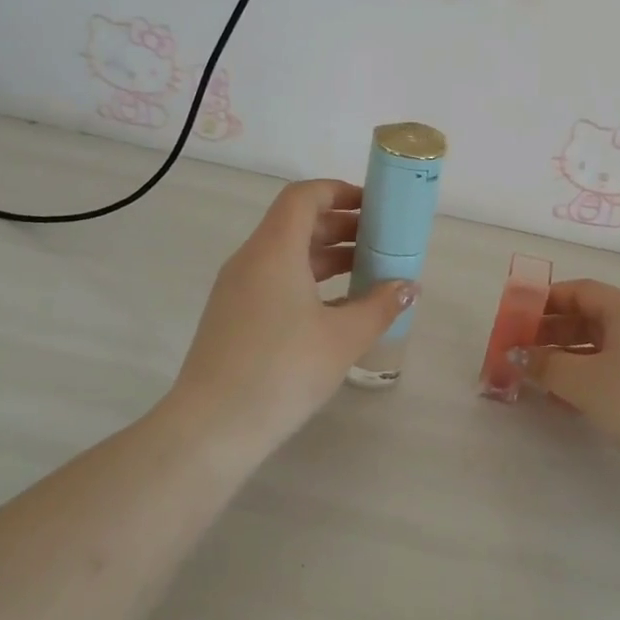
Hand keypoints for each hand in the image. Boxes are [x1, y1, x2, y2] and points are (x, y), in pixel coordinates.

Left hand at [173, 179, 415, 439]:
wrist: (213, 428)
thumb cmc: (283, 370)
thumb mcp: (343, 337)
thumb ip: (380, 306)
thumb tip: (407, 287)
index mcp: (274, 250)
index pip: (303, 197)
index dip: (339, 192)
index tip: (374, 206)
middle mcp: (250, 260)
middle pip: (297, 224)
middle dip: (341, 226)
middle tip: (381, 241)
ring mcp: (236, 289)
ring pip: (286, 256)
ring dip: (326, 257)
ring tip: (367, 273)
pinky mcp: (232, 317)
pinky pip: (275, 281)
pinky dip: (308, 282)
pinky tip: (336, 309)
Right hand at [517, 279, 619, 511]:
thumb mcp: (584, 380)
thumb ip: (545, 365)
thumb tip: (516, 355)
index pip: (581, 290)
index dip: (546, 300)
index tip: (515, 318)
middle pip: (590, 320)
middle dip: (551, 334)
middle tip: (518, 354)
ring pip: (601, 352)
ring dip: (566, 363)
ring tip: (534, 381)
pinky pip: (614, 379)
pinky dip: (587, 385)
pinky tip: (566, 405)